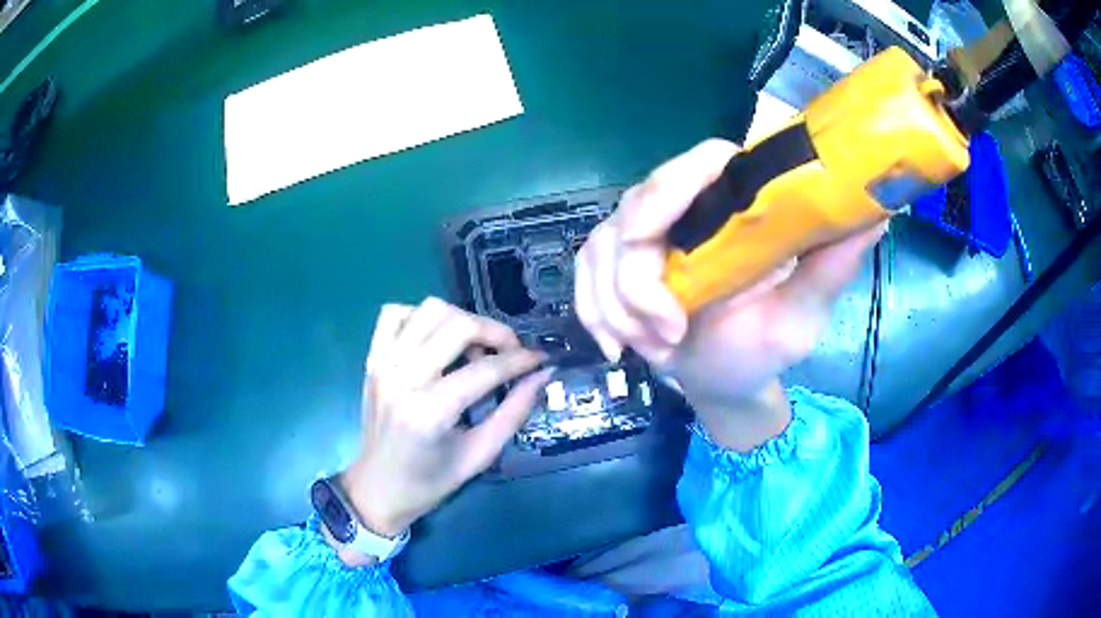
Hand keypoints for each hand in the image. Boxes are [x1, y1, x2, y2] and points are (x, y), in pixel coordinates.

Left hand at [340, 298, 550, 540]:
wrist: (377, 489)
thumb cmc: (429, 483)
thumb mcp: (479, 456)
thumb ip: (513, 412)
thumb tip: (543, 375)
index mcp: (429, 412)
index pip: (485, 369)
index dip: (520, 360)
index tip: (540, 359)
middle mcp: (402, 378)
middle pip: (457, 324)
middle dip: (495, 332)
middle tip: (509, 352)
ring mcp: (383, 364)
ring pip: (428, 310)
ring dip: (461, 321)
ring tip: (472, 348)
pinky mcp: (372, 359)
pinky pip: (395, 313)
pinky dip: (422, 317)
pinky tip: (436, 341)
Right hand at [575, 140, 884, 449]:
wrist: (720, 381)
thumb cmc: (761, 349)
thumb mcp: (801, 315)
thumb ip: (831, 266)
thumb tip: (880, 212)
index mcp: (737, 205)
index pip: (702, 160)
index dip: (670, 186)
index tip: (652, 241)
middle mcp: (689, 206)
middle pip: (637, 205)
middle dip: (636, 279)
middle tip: (664, 333)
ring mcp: (645, 232)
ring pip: (602, 245)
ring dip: (617, 306)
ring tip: (653, 350)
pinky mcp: (613, 260)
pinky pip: (582, 273)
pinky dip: (593, 313)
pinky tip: (616, 346)